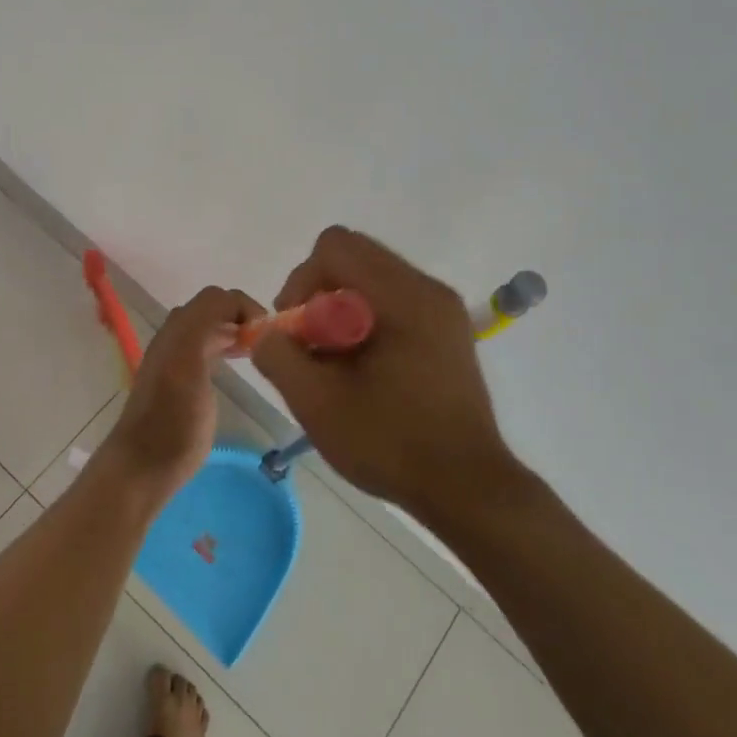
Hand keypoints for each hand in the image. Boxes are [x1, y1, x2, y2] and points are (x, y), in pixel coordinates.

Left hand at [108, 285, 265, 499]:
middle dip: (242, 316)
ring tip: (258, 351)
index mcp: (178, 330)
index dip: (245, 306)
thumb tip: (234, 308)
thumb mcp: (187, 362)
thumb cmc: (172, 418)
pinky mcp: (183, 384)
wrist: (146, 465)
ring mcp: (177, 360)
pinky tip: (239, 364)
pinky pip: (208, 349)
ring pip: (210, 328)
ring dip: (235, 331)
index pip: (217, 298)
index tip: (269, 333)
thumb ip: (205, 326)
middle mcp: (176, 338)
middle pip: (213, 309)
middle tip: (268, 341)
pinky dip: (227, 347)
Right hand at [251, 227, 524, 520]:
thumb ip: (279, 356)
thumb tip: (267, 332)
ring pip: (372, 280)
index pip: (335, 246)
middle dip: (318, 295)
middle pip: (354, 258)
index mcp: (404, 296)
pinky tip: (363, 370)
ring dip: (340, 310)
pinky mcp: (447, 332)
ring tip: (337, 363)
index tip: (297, 331)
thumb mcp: (317, 403)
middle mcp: (428, 289)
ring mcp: (443, 310)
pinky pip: (393, 303)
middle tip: (312, 347)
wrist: (468, 490)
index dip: (301, 281)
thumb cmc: (392, 444)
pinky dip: (365, 322)